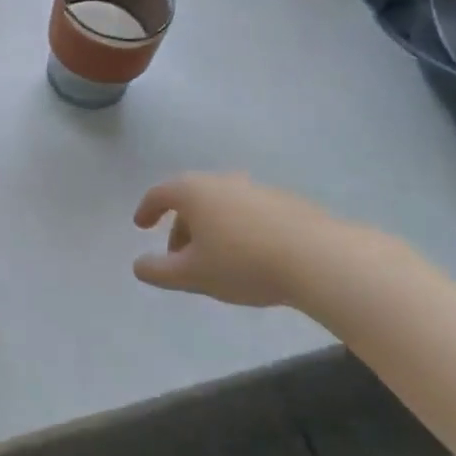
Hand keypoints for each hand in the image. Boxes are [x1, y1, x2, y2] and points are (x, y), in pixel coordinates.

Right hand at [132, 173, 378, 309]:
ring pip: (220, 206)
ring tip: (216, 261)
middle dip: (180, 227)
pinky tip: (250, 257)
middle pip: (190, 199)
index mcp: (193, 191)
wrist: (317, 257)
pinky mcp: (283, 202)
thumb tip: (138, 266)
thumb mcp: (193, 275)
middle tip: (179, 257)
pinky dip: (237, 229)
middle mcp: (221, 181)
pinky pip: (247, 212)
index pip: (159, 194)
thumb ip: (159, 271)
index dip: (146, 209)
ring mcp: (254, 188)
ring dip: (210, 229)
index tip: (141, 225)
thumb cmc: (243, 262)